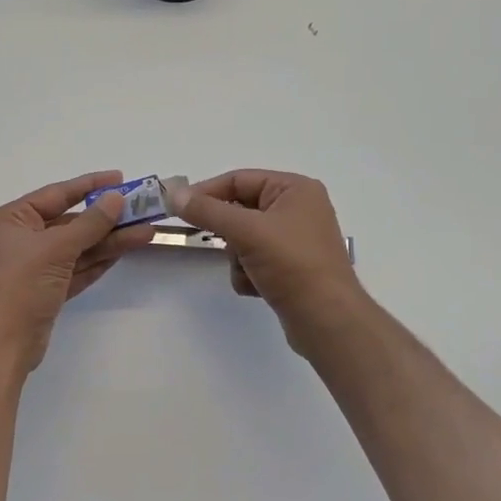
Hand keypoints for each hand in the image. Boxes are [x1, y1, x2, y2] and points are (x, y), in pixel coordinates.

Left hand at [0, 170, 155, 373]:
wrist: (3, 342)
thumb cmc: (22, 283)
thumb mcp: (57, 248)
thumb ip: (90, 223)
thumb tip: (116, 198)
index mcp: (11, 220)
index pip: (56, 195)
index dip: (88, 185)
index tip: (119, 179)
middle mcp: (20, 239)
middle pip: (69, 223)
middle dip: (105, 219)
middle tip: (140, 210)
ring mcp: (34, 267)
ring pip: (76, 248)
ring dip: (108, 241)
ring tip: (144, 232)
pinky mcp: (46, 291)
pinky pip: (76, 269)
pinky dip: (97, 261)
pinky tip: (124, 251)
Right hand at [174, 169, 366, 352]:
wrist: (326, 320)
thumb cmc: (292, 264)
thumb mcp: (246, 231)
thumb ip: (207, 211)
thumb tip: (174, 194)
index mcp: (295, 189)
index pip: (239, 180)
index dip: (207, 192)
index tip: (178, 208)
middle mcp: (298, 209)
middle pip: (240, 210)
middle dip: (228, 232)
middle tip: (214, 243)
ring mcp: (294, 240)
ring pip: (243, 238)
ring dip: (237, 256)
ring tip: (249, 270)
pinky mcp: (290, 268)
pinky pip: (254, 259)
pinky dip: (248, 272)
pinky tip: (258, 287)